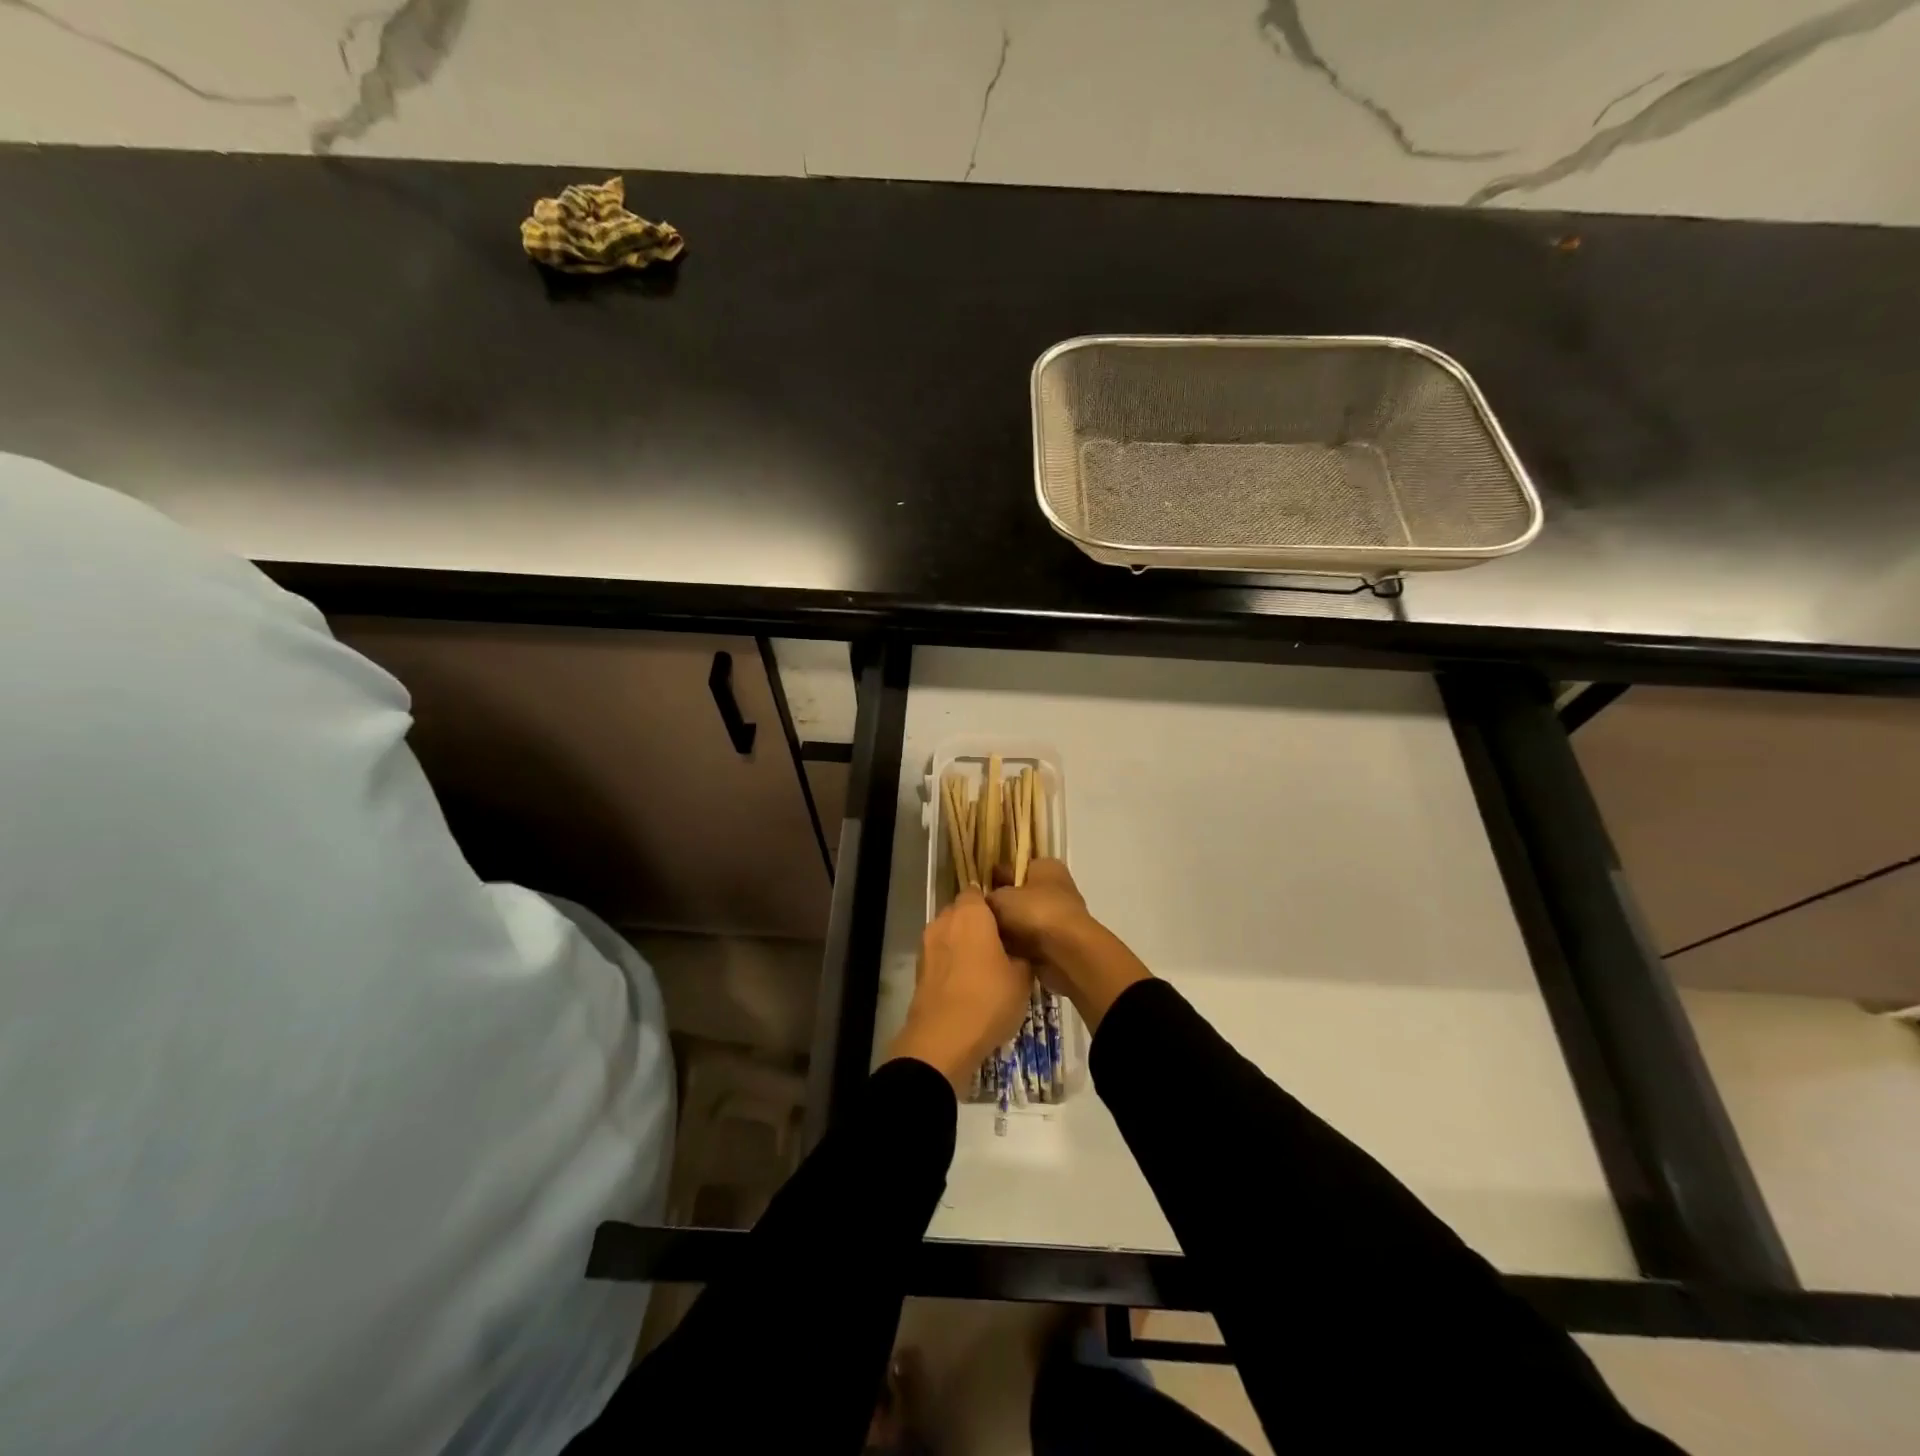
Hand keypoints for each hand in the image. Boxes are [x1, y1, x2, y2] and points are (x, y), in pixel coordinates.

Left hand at [886, 889, 1032, 1094]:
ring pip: (949, 935)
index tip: (1009, 921)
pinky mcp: (919, 971)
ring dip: (963, 945)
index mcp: (970, 913)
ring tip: (985, 968)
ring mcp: (927, 946)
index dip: (993, 904)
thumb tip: (1018, 950)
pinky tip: (967, 985)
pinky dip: (951, 965)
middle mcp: (944, 921)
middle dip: (978, 924)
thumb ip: (1021, 954)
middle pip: (961, 912)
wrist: (943, 1040)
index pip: (979, 892)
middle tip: (1001, 945)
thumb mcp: (1023, 977)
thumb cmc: (988, 999)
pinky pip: (940, 957)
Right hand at [989, 860, 1150, 1031]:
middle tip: (974, 916)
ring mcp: (1058, 916)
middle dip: (999, 906)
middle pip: (1018, 895)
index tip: (974, 890)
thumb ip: (986, 897)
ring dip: (1007, 929)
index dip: (994, 876)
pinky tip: (997, 952)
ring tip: (981, 936)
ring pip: (1022, 920)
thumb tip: (978, 901)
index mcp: (1045, 866)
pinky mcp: (1058, 943)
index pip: (1015, 866)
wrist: (1066, 953)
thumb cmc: (1035, 912)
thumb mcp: (1000, 898)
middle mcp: (1055, 887)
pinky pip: (1029, 941)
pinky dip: (1017, 947)